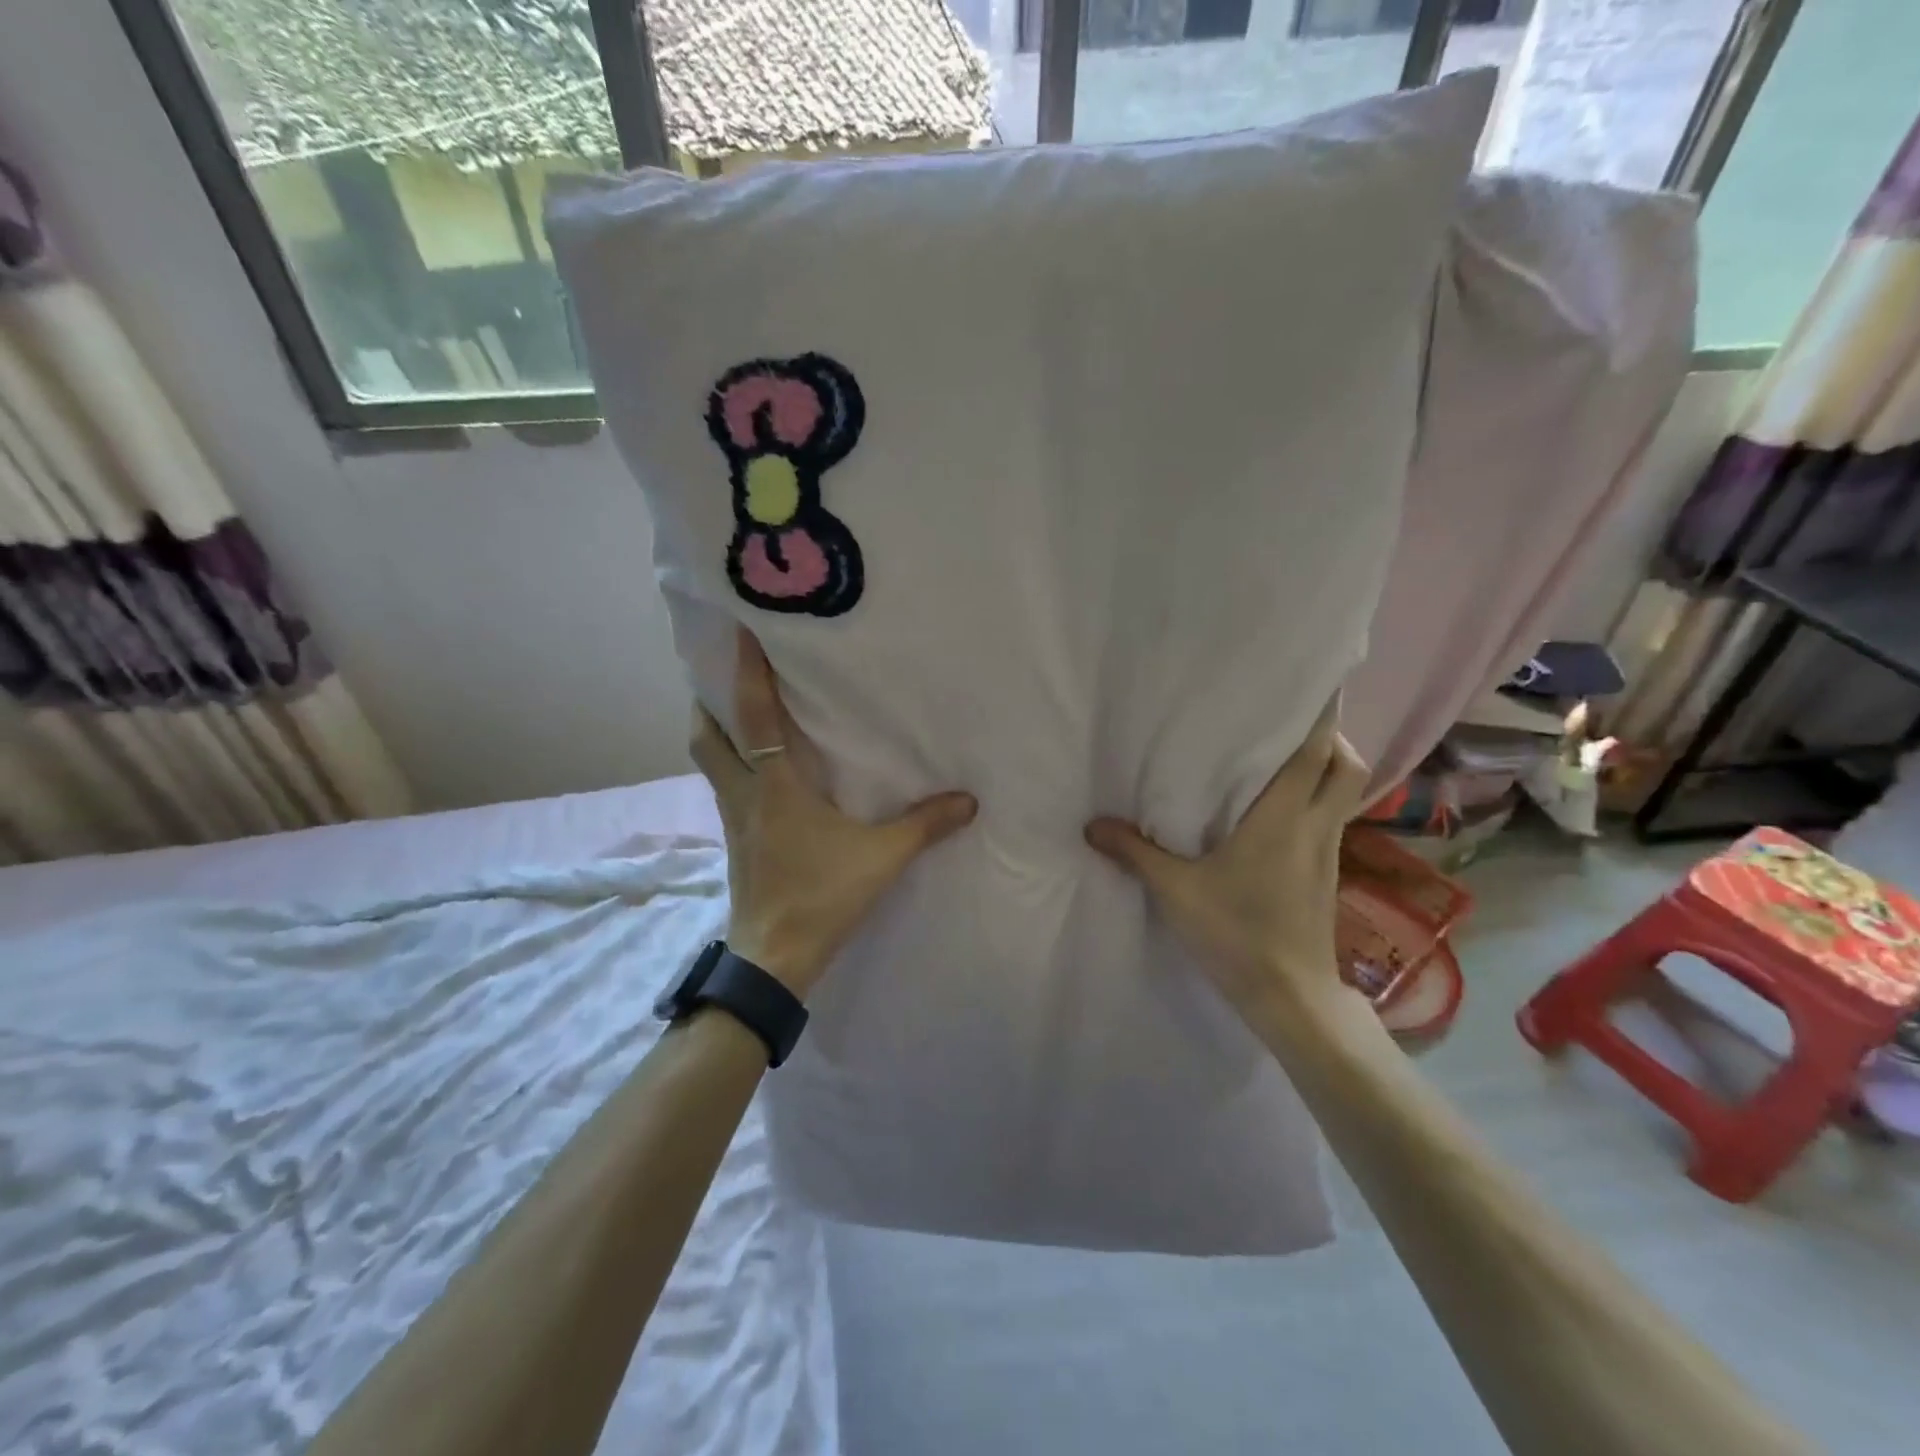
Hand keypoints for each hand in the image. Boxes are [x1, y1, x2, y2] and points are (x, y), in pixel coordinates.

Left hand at [690, 628, 977, 998]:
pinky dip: (731, 765)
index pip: (754, 718)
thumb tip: (970, 800)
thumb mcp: (881, 858)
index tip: (740, 632)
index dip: (746, 673)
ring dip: (715, 731)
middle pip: (706, 736)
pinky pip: (723, 786)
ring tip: (733, 710)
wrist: (774, 957)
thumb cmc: (822, 897)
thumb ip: (925, 825)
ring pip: (709, 762)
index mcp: (775, 786)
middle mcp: (745, 793)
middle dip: (709, 700)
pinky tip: (757, 769)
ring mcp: (733, 819)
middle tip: (724, 673)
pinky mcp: (735, 840)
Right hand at [1084, 703, 1366, 1026]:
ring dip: (1326, 766)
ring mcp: (1326, 850)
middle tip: (1287, 723)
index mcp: (1283, 816)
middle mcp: (1314, 824)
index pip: (1315, 751)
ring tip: (1281, 757)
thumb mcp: (1175, 890)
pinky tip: (1278, 810)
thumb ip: (1134, 852)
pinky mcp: (1326, 873)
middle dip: (1329, 735)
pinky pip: (1331, 817)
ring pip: (1344, 791)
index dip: (1320, 712)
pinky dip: (1316, 799)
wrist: (1289, 995)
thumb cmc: (1236, 932)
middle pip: (1346, 764)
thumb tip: (1092, 826)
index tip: (1309, 682)